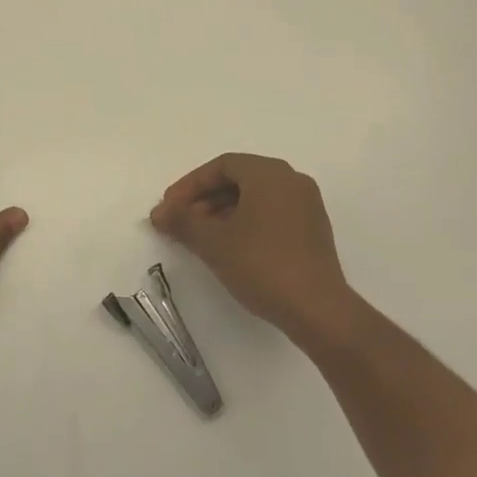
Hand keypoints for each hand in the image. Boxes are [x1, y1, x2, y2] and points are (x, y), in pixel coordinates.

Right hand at [150, 153, 358, 350]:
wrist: (317, 310)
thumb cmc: (261, 264)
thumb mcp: (213, 242)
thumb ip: (182, 221)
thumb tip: (159, 213)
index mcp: (269, 173)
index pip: (221, 166)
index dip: (189, 185)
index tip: (169, 208)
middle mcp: (292, 180)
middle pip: (238, 179)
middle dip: (204, 200)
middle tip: (180, 223)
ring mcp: (306, 206)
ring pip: (254, 198)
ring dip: (222, 212)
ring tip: (199, 238)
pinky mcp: (313, 231)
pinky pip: (271, 214)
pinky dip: (245, 223)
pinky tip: (229, 248)